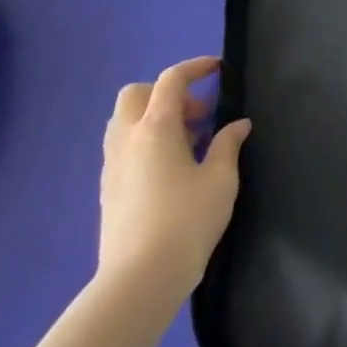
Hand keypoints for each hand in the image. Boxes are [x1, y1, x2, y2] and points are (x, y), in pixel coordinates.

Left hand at [98, 57, 250, 308]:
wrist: (140, 278)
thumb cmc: (187, 221)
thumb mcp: (221, 179)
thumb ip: (228, 144)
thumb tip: (237, 124)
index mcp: (155, 129)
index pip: (171, 81)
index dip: (195, 68)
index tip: (217, 69)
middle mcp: (127, 139)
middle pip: (136, 94)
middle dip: (167, 93)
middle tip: (200, 115)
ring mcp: (113, 165)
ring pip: (124, 121)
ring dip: (155, 117)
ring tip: (189, 142)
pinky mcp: (108, 188)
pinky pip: (123, 146)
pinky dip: (146, 141)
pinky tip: (172, 167)